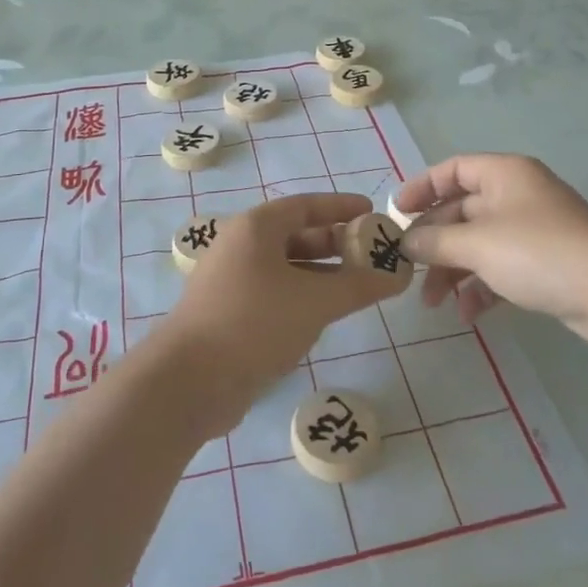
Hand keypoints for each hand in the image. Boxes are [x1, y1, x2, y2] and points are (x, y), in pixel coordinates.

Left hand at [153, 194, 405, 434]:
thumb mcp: (315, 301)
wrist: (188, 381)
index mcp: (256, 227)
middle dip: (335, 243)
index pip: (306, 205)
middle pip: (296, 234)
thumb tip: (399, 276)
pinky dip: (301, 296)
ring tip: (357, 286)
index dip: (341, 207)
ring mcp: (231, 280)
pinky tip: (324, 315)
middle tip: (371, 254)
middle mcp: (241, 246)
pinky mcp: (229, 312)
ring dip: (321, 273)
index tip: (372, 212)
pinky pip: (274, 292)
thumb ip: (359, 286)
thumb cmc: (254, 323)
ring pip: (285, 267)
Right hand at [394, 155, 587, 349]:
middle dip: (434, 242)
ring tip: (431, 302)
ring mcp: (532, 231)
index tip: (396, 214)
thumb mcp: (477, 244)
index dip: (421, 188)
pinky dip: (481, 288)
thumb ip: (434, 241)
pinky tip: (468, 313)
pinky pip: (500, 269)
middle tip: (408, 269)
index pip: (453, 170)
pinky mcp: (545, 264)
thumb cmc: (538, 253)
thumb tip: (404, 242)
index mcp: (504, 174)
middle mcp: (517, 196)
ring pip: (479, 244)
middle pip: (462, 211)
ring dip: (453, 270)